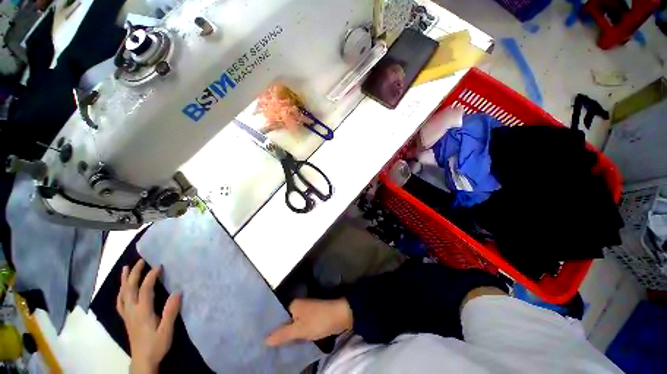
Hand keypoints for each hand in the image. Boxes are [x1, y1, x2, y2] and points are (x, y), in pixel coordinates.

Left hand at [116, 259, 180, 373]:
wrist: (143, 361)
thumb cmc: (156, 345)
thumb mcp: (167, 330)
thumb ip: (171, 312)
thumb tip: (178, 292)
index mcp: (143, 312)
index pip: (145, 289)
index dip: (151, 276)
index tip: (159, 265)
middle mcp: (132, 311)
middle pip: (130, 289)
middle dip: (134, 273)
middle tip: (140, 261)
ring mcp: (127, 315)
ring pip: (122, 294)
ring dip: (124, 280)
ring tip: (125, 269)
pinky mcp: (126, 319)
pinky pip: (120, 302)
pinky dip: (121, 292)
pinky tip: (123, 289)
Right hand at [265, 298, 352, 345]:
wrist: (340, 316)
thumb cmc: (319, 320)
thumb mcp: (300, 329)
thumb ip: (283, 334)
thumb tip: (265, 340)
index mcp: (293, 305)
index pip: (277, 316)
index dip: (269, 328)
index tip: (260, 340)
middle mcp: (298, 306)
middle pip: (284, 321)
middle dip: (277, 334)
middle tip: (265, 348)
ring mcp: (306, 312)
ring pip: (292, 325)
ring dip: (286, 336)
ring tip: (274, 349)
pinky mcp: (312, 319)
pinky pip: (300, 328)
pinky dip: (295, 335)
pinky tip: (289, 346)